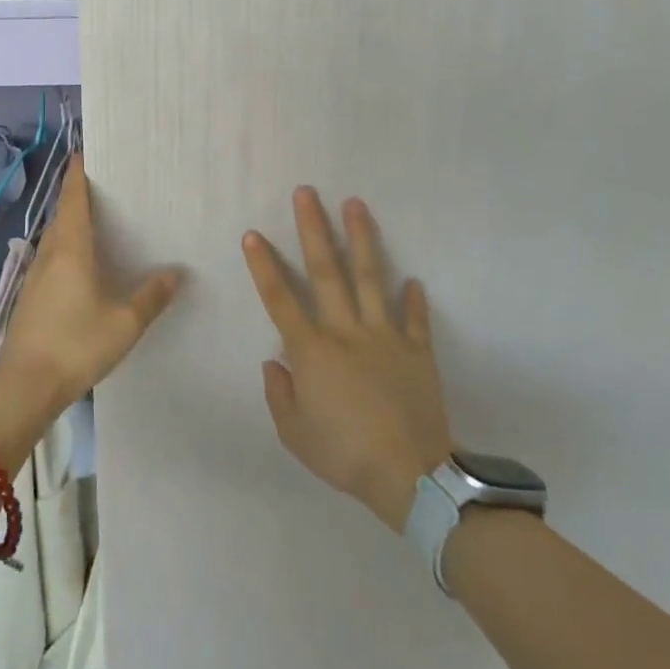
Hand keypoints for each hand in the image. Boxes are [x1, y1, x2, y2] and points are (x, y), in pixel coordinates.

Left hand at [0, 155, 180, 465]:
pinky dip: (67, 246)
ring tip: (99, 218)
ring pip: (56, 236)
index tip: (85, 151)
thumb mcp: (124, 323)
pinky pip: (52, 257)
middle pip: (63, 213)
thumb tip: (177, 272)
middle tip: (106, 184)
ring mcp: (36, 275)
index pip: (73, 198)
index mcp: (70, 248)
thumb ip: (151, 296)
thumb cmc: (76, 345)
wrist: (24, 386)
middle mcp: (50, 254)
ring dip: (72, 221)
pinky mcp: (31, 296)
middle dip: (79, 195)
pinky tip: (83, 262)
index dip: (78, 173)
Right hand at [245, 189, 455, 532]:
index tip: (252, 235)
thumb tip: (274, 362)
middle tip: (306, 193)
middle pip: (327, 271)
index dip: (263, 266)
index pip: (280, 299)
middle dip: (313, 228)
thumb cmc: (344, 454)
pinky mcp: (417, 351)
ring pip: (371, 278)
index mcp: (312, 350)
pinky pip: (415, 319)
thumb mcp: (295, 434)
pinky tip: (413, 280)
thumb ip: (279, 394)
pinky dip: (414, 299)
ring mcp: (385, 336)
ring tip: (356, 204)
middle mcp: (346, 331)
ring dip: (362, 239)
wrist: (411, 475)